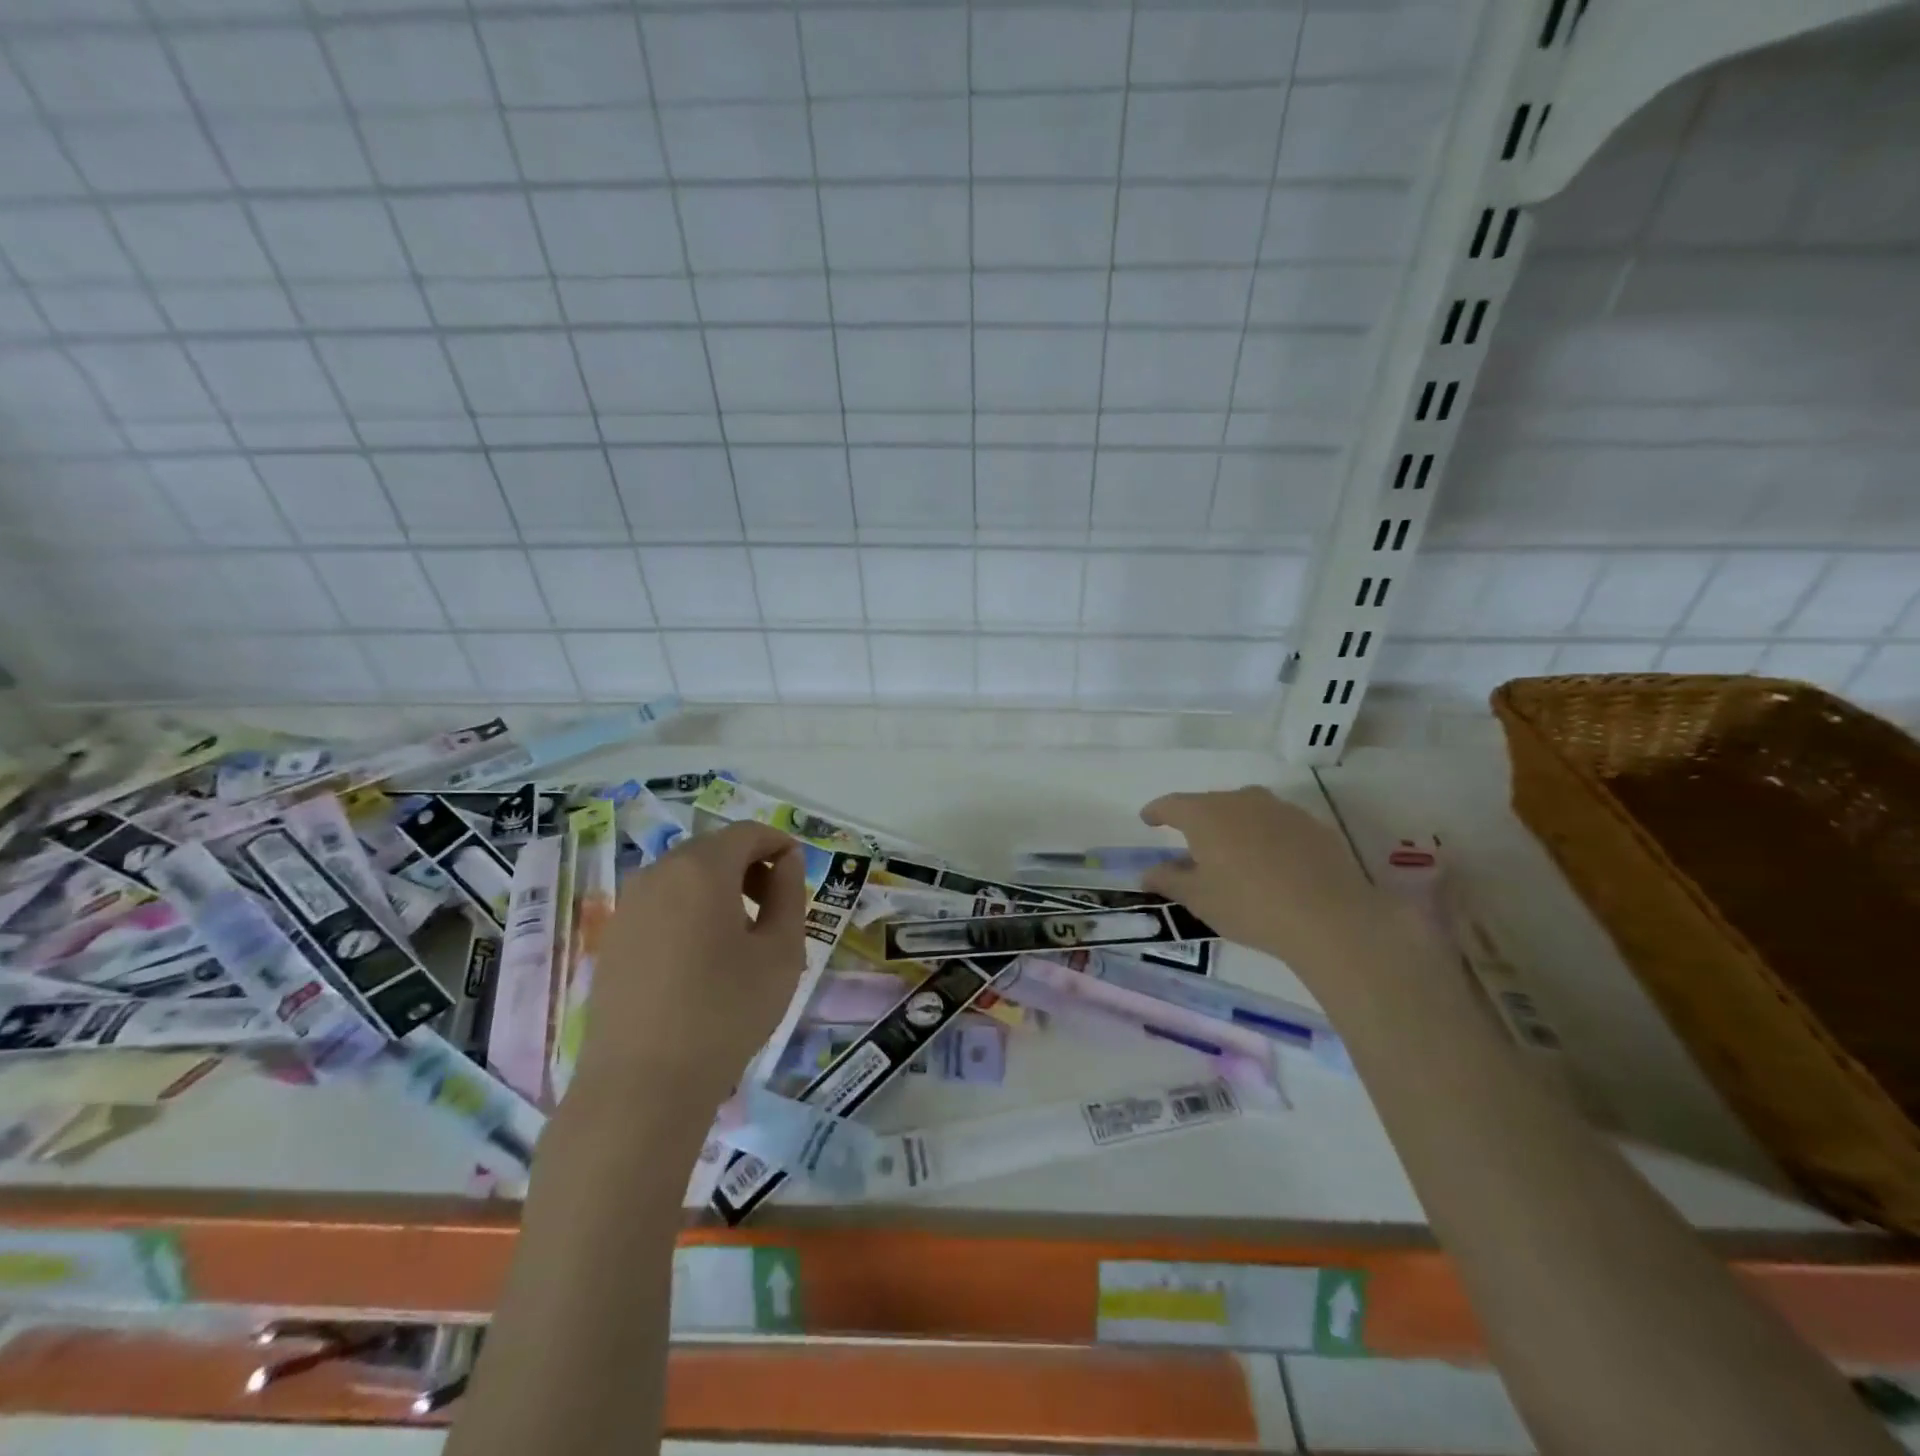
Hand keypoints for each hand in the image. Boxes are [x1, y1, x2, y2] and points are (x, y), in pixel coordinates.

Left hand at [570, 821, 806, 1114]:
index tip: (799, 873)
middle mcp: (658, 873)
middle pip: (714, 850)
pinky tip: (703, 957)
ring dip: (721, 888)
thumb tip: (785, 862)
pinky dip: (691, 910)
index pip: (749, 833)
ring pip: (686, 876)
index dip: (780, 845)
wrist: (642, 1086)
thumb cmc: (725, 1012)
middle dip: (750, 866)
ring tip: (743, 935)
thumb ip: (789, 894)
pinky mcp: (613, 937)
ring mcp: (629, 905)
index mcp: (701, 868)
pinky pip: (662, 904)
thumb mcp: (781, 952)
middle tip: (776, 907)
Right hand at [1139, 786, 1391, 974]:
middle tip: (1191, 844)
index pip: (1172, 804)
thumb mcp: (1199, 899)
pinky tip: (1271, 862)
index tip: (1148, 819)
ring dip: (1234, 825)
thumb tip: (1148, 872)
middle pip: (1210, 803)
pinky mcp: (1312, 825)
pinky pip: (1277, 824)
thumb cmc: (1249, 905)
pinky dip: (1266, 836)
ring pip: (1246, 810)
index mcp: (1206, 814)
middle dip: (1197, 820)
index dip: (1157, 811)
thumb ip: (1168, 880)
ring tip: (1233, 852)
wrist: (1330, 918)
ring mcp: (1281, 809)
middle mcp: (1241, 800)